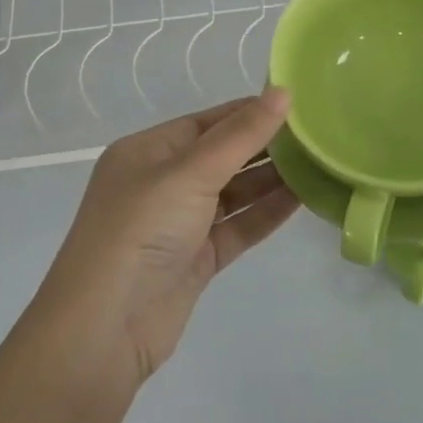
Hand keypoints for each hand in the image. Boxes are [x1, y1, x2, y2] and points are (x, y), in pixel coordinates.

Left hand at [30, 91, 298, 391]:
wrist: (104, 330)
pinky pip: (236, 227)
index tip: (297, 103)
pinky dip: (264, 213)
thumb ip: (240, 135)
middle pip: (221, 155)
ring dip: (270, 179)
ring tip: (319, 161)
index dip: (249, 111)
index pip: (207, 122)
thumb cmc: (140, 231)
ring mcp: (178, 223)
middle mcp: (161, 182)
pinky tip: (301, 198)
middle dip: (265, 145)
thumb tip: (283, 91)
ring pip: (232, 192)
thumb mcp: (190, 172)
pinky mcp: (194, 259)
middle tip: (317, 133)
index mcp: (147, 151)